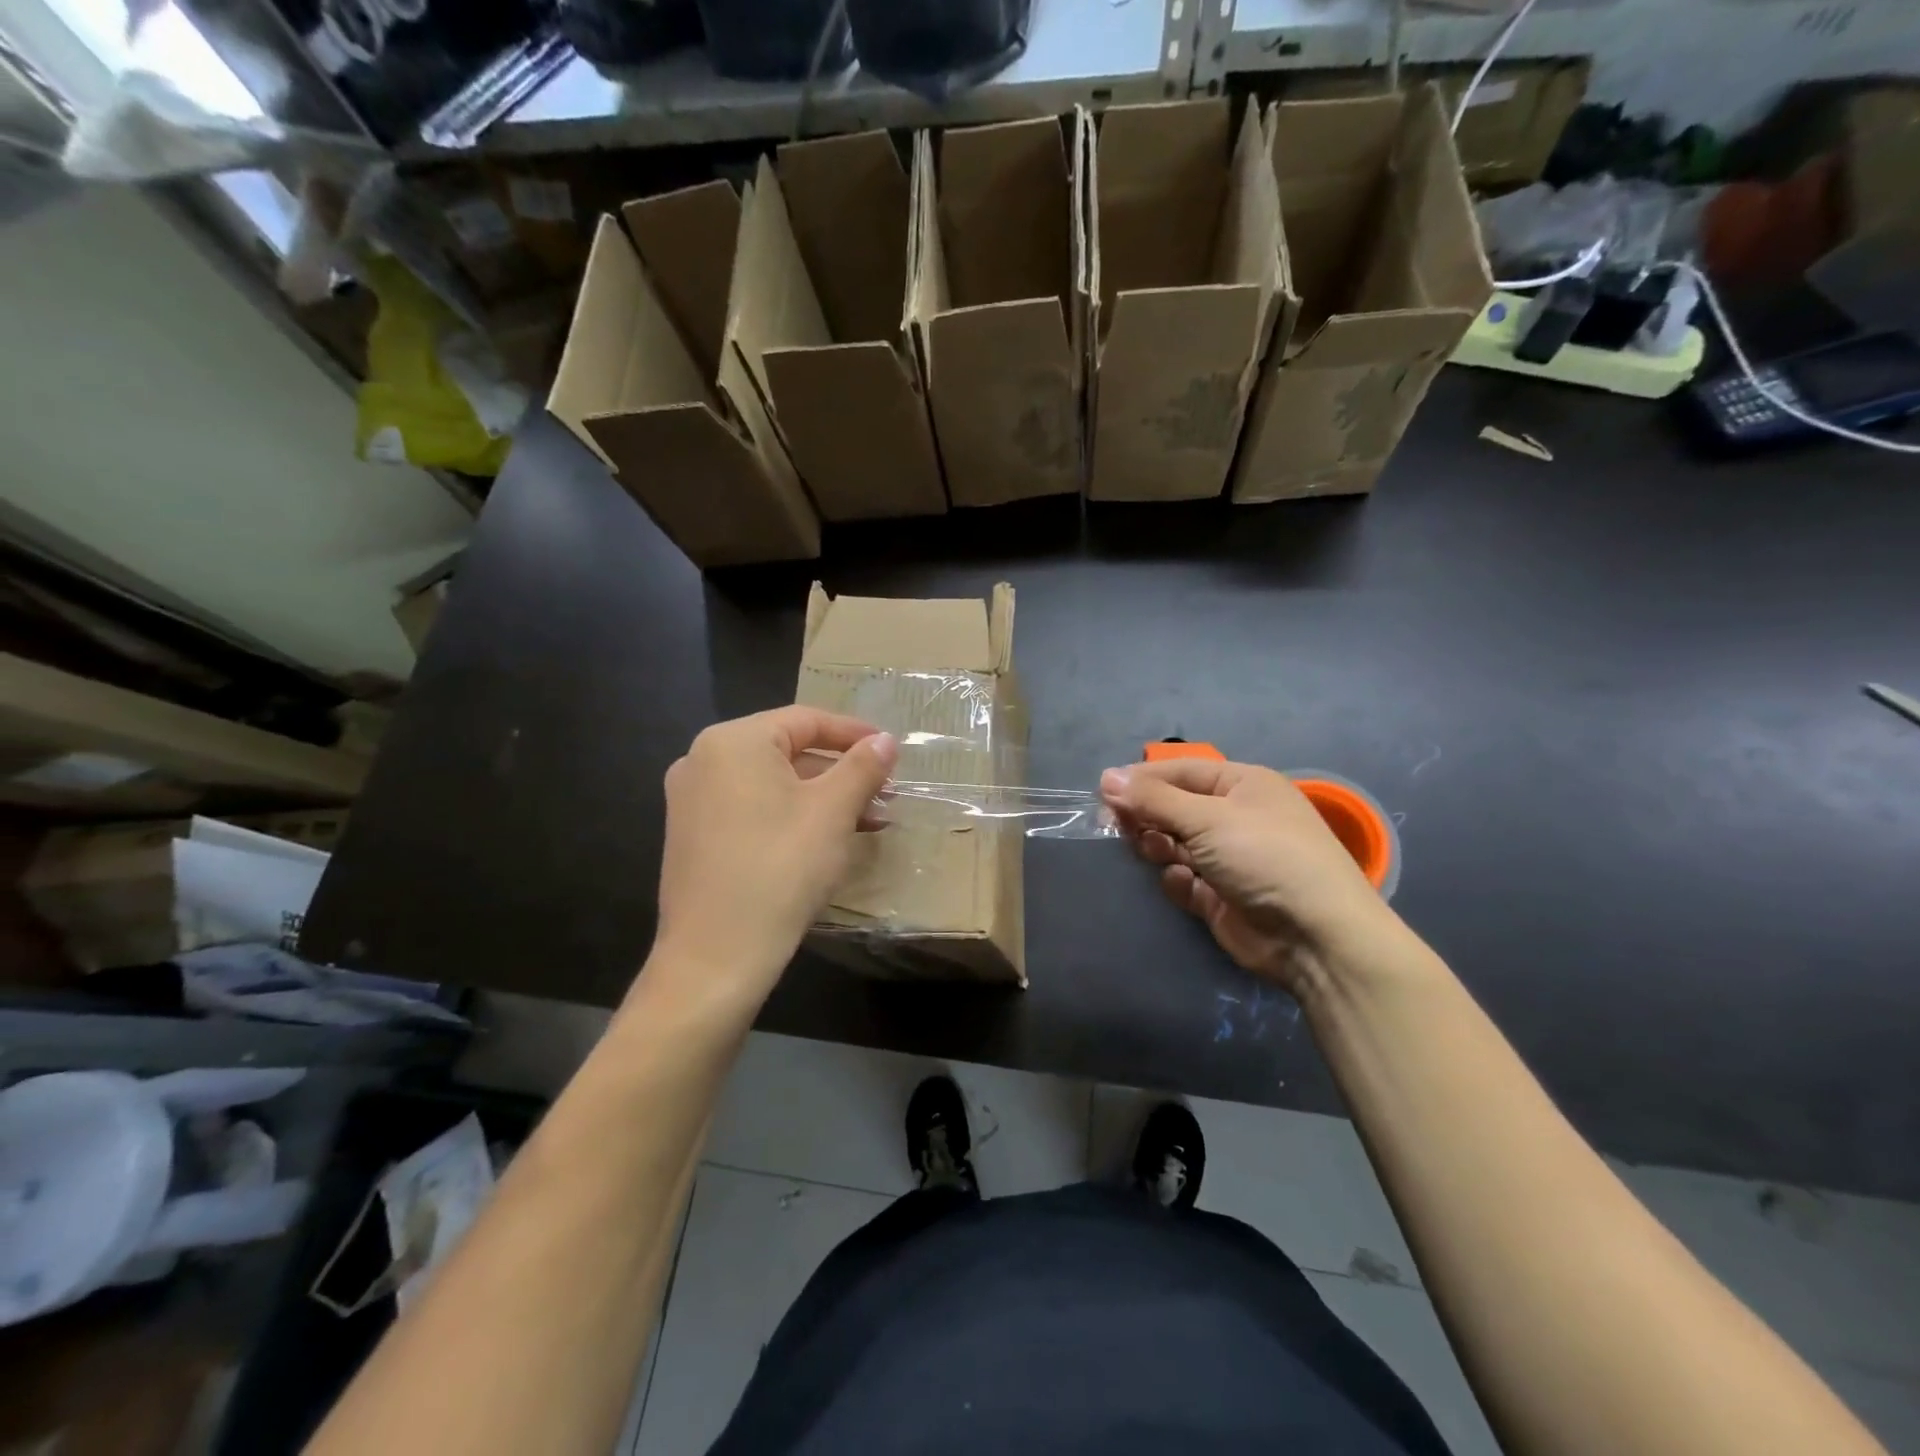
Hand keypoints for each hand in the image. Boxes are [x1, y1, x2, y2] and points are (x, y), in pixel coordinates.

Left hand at [649, 707, 897, 1014]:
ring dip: (820, 796)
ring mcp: (691, 800)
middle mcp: (703, 760)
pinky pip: (750, 808)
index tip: (891, 751)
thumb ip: (862, 767)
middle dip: (840, 771)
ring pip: (770, 783)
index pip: (805, 720)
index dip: (854, 733)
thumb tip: (885, 741)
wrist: (715, 956)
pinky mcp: (692, 836)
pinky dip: (790, 815)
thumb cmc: (780, 868)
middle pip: (787, 750)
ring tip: (865, 820)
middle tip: (882, 793)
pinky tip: (823, 840)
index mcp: (733, 741)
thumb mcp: (833, 811)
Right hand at [1099, 759, 1395, 993]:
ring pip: (1174, 844)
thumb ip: (1153, 799)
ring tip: (1153, 852)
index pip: (1180, 771)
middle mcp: (1235, 817)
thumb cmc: (1264, 856)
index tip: (1103, 792)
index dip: (1142, 779)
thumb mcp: (1207, 818)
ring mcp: (1229, 858)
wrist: (1315, 936)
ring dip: (1159, 846)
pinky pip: (1184, 880)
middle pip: (1174, 807)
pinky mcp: (1221, 896)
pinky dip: (1178, 881)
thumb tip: (1106, 777)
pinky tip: (1185, 885)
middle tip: (1117, 826)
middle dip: (1147, 815)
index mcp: (1242, 785)